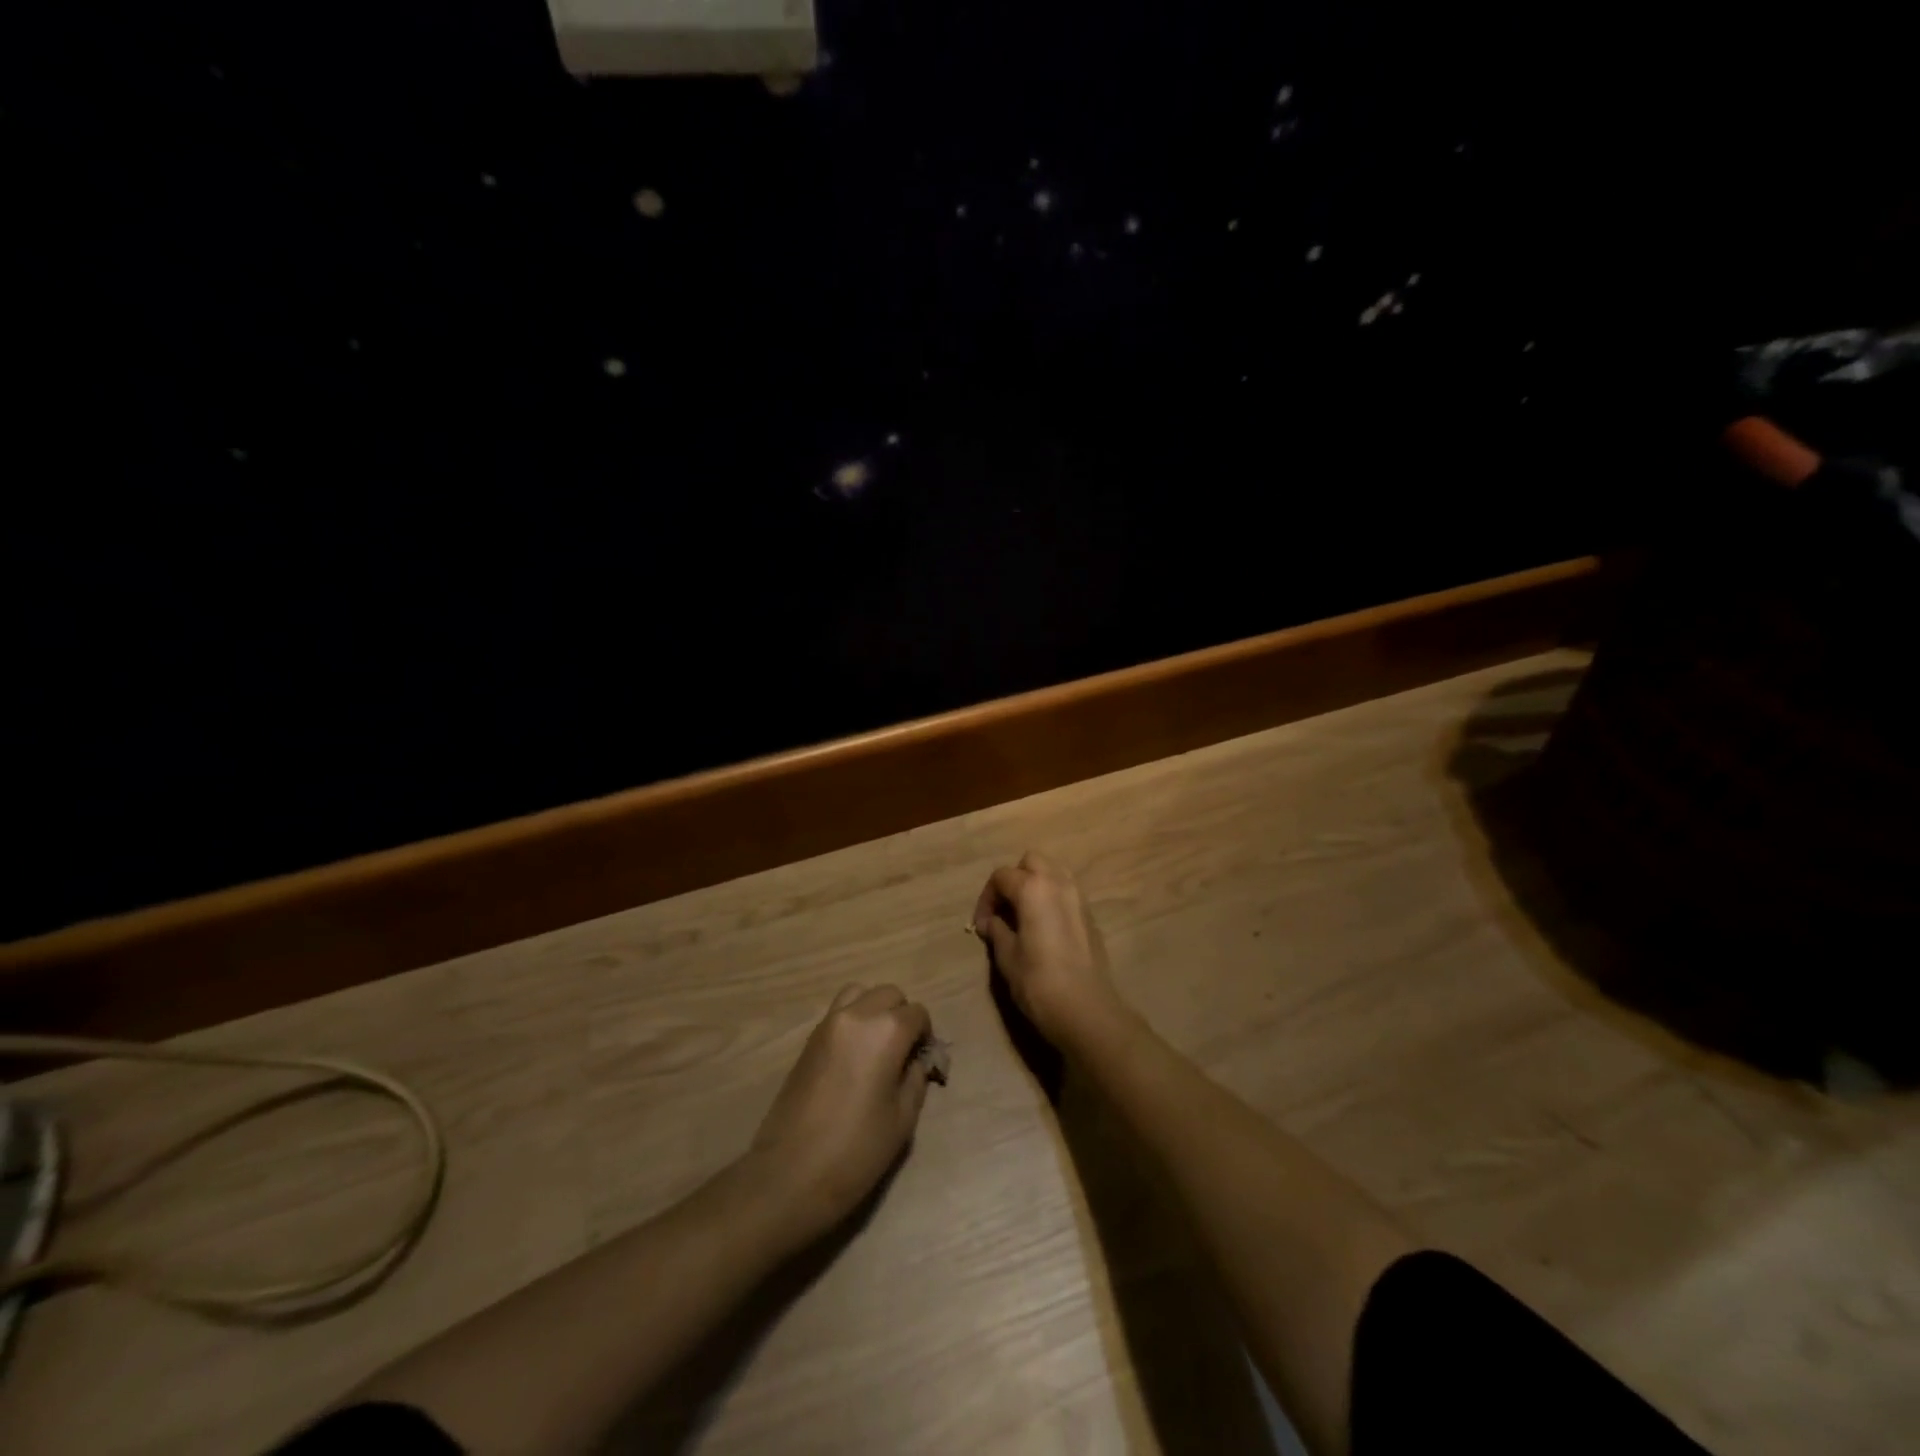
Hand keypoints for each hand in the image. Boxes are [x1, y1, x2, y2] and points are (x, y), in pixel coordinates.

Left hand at [749, 984, 933, 1241]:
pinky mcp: (809, 1039)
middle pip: (889, 994)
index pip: (917, 1013)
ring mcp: (828, 1024)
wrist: (790, 1174)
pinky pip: (839, 1012)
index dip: (925, 1035)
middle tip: (903, 1052)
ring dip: (875, 1010)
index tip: (922, 1061)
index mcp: (885, 1031)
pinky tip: (855, 1056)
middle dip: (902, 1016)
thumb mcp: (902, 1119)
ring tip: (877, 1046)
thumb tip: (915, 1061)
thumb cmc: (856, 1151)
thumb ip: (915, 1079)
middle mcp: (857, 1016)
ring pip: (860, 994)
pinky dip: (854, 1020)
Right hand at [973, 852, 1126, 1048]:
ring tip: (1024, 913)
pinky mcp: (1090, 915)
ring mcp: (1079, 897)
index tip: (981, 925)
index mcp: (1033, 888)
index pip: (1001, 876)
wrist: (1086, 1009)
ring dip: (1036, 884)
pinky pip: (1067, 891)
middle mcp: (1059, 883)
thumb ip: (997, 931)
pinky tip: (1044, 926)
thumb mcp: (1007, 957)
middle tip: (1004, 909)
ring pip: (1054, 872)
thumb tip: (990, 922)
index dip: (986, 898)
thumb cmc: (1039, 982)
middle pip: (1031, 861)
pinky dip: (1052, 897)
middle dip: (1014, 879)